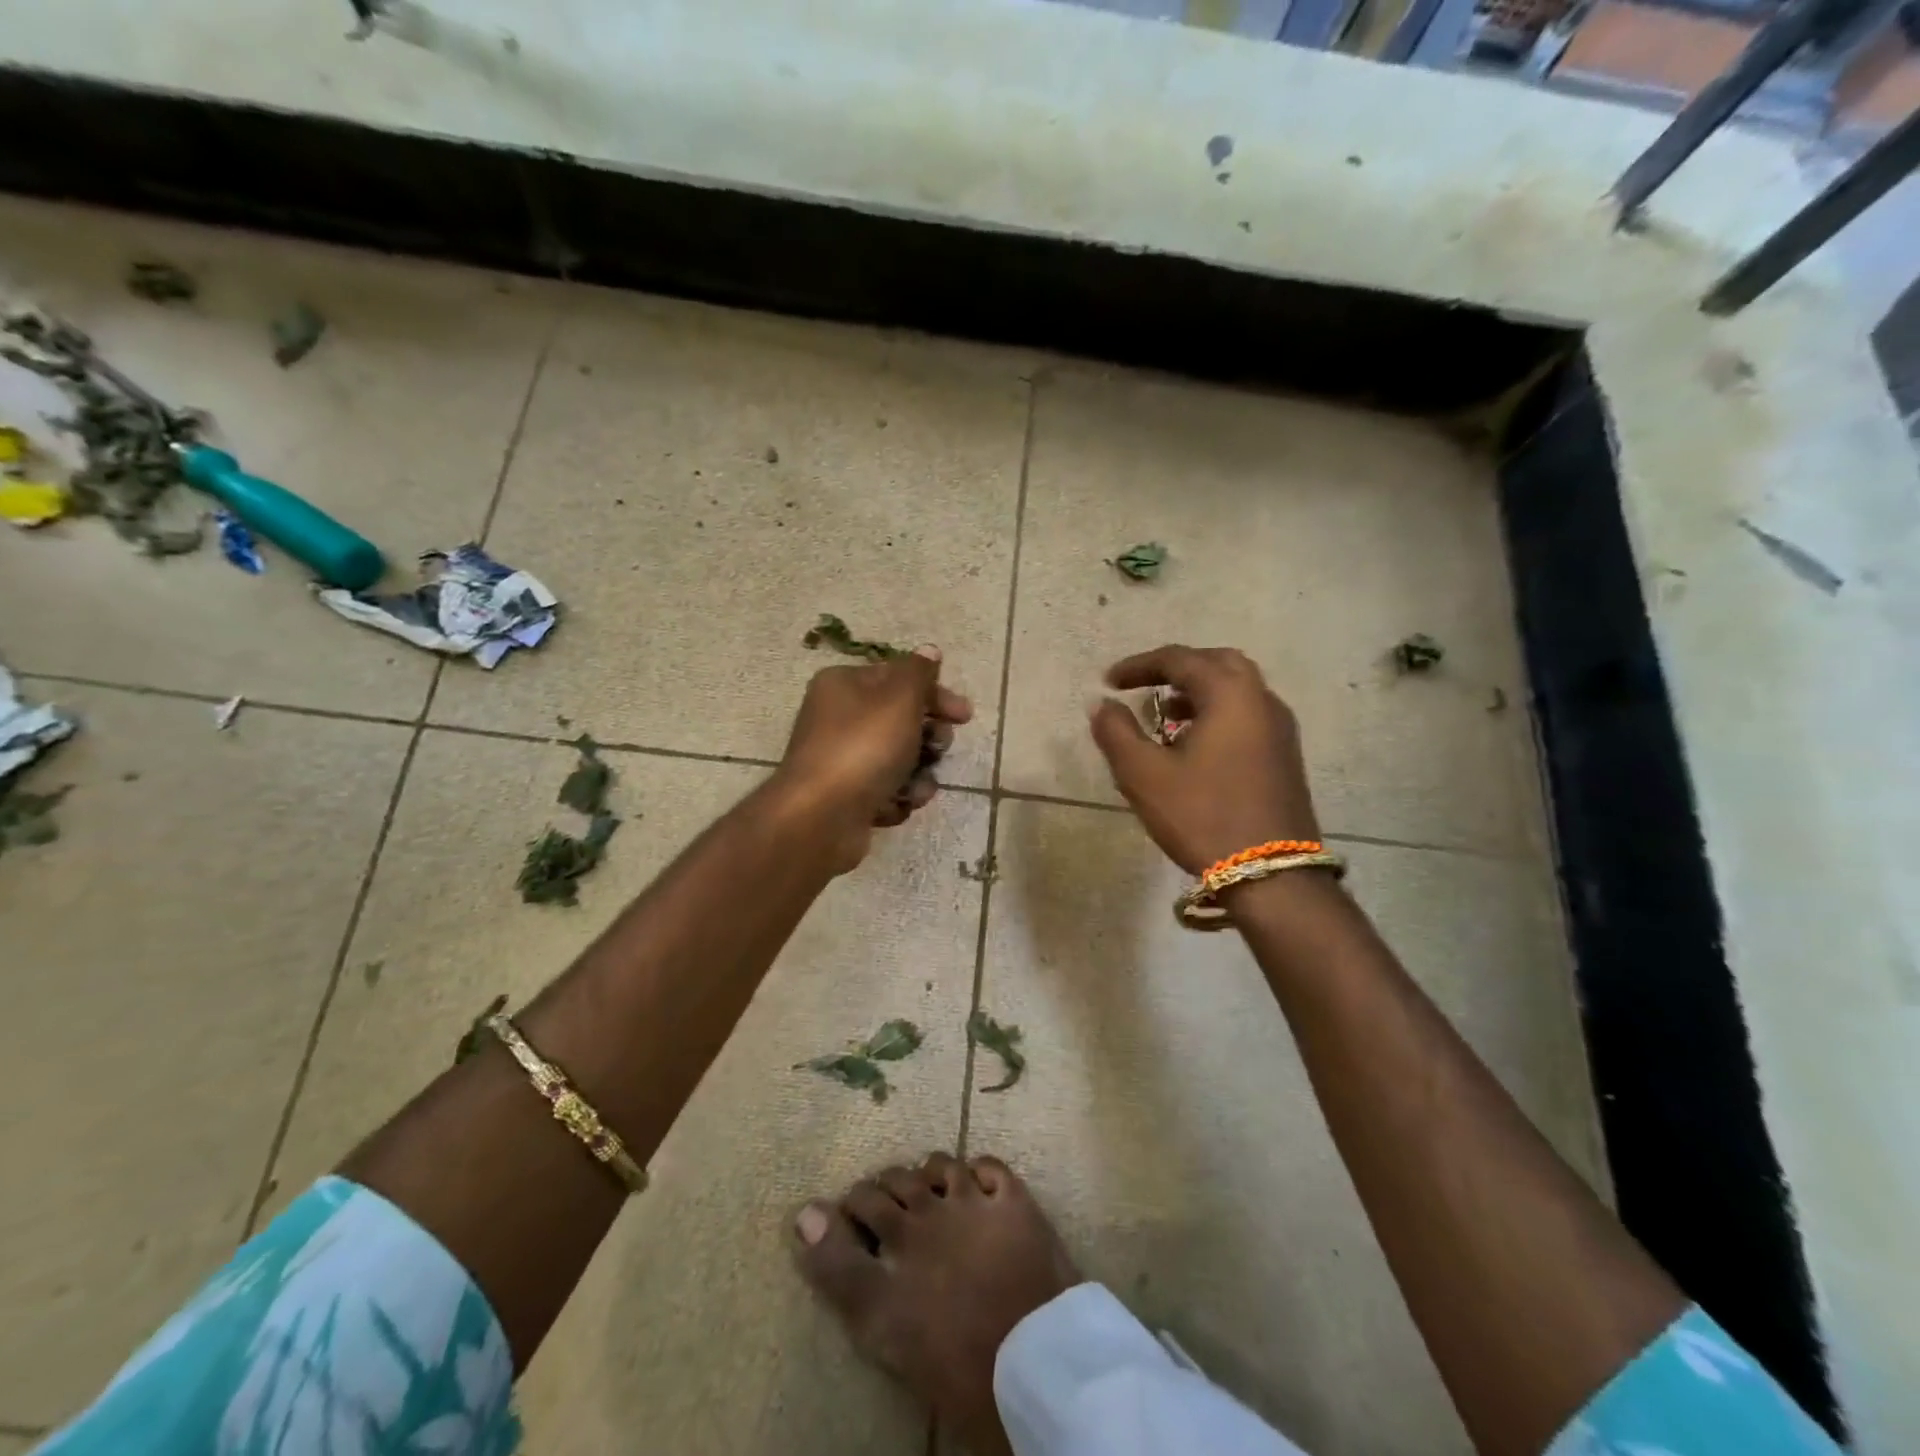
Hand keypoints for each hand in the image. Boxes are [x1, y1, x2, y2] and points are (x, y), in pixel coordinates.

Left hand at [773, 646, 972, 871]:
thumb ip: (919, 673)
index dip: (936, 694)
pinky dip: (898, 798)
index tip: (964, 716)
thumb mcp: (899, 699)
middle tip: (937, 748)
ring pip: (898, 759)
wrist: (821, 817)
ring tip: (916, 787)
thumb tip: (929, 650)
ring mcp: (841, 760)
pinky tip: (898, 805)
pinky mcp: (846, 796)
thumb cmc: (863, 748)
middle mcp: (838, 718)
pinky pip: (886, 790)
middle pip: (901, 720)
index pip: (899, 678)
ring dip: (918, 773)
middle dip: (928, 737)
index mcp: (844, 685)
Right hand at [1089, 645, 1319, 873]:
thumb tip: (1102, 704)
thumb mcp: (1144, 775)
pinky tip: (1193, 745)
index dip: (1138, 665)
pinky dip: (1216, 713)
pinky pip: (1247, 715)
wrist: (1271, 874)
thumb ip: (1116, 732)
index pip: (1179, 659)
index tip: (1109, 682)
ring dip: (1198, 692)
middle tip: (1144, 686)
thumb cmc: (1202, 816)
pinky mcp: (1285, 756)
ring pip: (1236, 690)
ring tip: (1164, 716)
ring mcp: (1280, 729)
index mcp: (1230, 694)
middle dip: (1176, 669)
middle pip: (1216, 663)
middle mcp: (1262, 700)